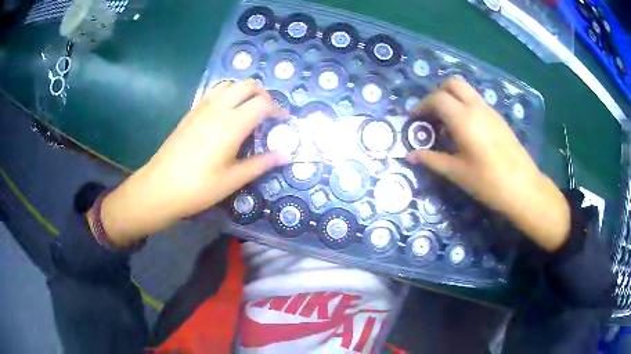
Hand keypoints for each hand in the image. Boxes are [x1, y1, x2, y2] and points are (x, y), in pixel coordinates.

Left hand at [90, 80, 286, 246]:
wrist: (161, 186)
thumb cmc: (199, 187)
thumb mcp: (233, 179)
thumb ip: (261, 164)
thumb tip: (285, 156)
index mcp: (232, 124)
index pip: (262, 103)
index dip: (277, 109)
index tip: (283, 120)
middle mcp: (218, 108)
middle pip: (247, 85)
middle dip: (263, 94)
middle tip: (268, 112)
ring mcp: (202, 107)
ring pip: (229, 84)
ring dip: (244, 91)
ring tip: (248, 109)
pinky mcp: (191, 112)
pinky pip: (214, 92)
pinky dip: (227, 94)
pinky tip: (225, 112)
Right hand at [406, 79, 569, 251]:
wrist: (523, 187)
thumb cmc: (488, 182)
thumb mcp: (457, 173)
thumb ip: (431, 160)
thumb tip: (409, 156)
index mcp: (464, 119)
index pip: (437, 99)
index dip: (422, 106)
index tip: (414, 119)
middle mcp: (476, 107)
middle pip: (453, 83)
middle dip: (437, 93)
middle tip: (431, 114)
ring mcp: (490, 111)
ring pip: (466, 90)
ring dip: (452, 98)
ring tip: (446, 123)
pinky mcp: (498, 118)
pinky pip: (477, 101)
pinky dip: (464, 106)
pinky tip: (465, 130)